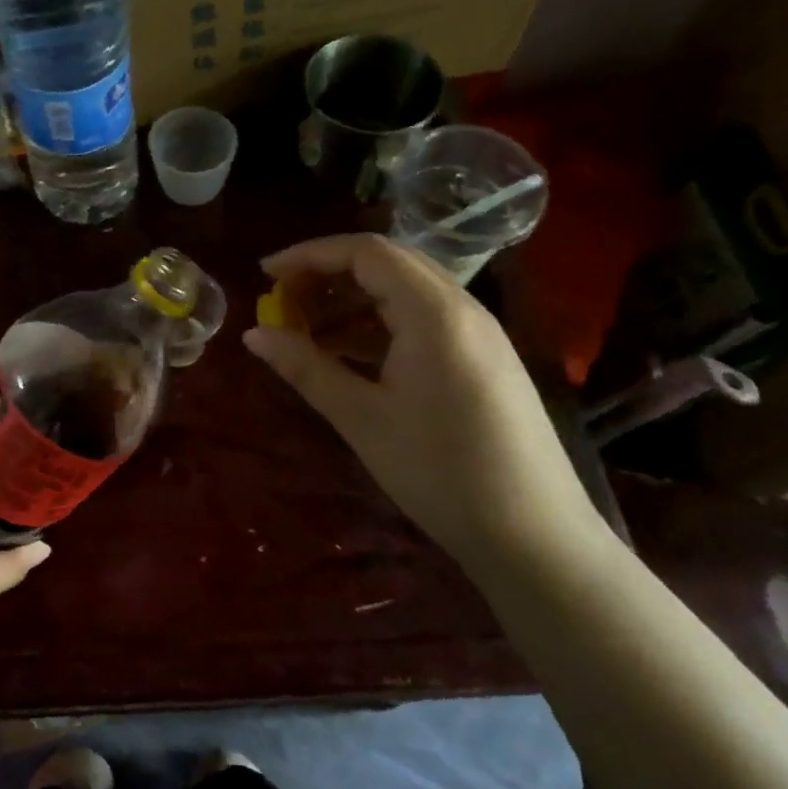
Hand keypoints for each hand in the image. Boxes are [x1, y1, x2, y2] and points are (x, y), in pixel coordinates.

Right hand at [243, 233, 601, 560]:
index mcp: (434, 313)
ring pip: (404, 293)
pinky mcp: (482, 359)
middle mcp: (462, 309)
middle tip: (282, 302)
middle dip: (327, 275)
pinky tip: (346, 356)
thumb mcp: (361, 418)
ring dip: (350, 302)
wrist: (534, 536)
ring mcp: (478, 334)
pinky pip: (421, 321)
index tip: (264, 275)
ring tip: (304, 332)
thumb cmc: (439, 472)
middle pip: (386, 264)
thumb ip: (305, 368)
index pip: (366, 252)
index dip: (309, 255)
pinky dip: (377, 326)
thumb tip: (253, 335)